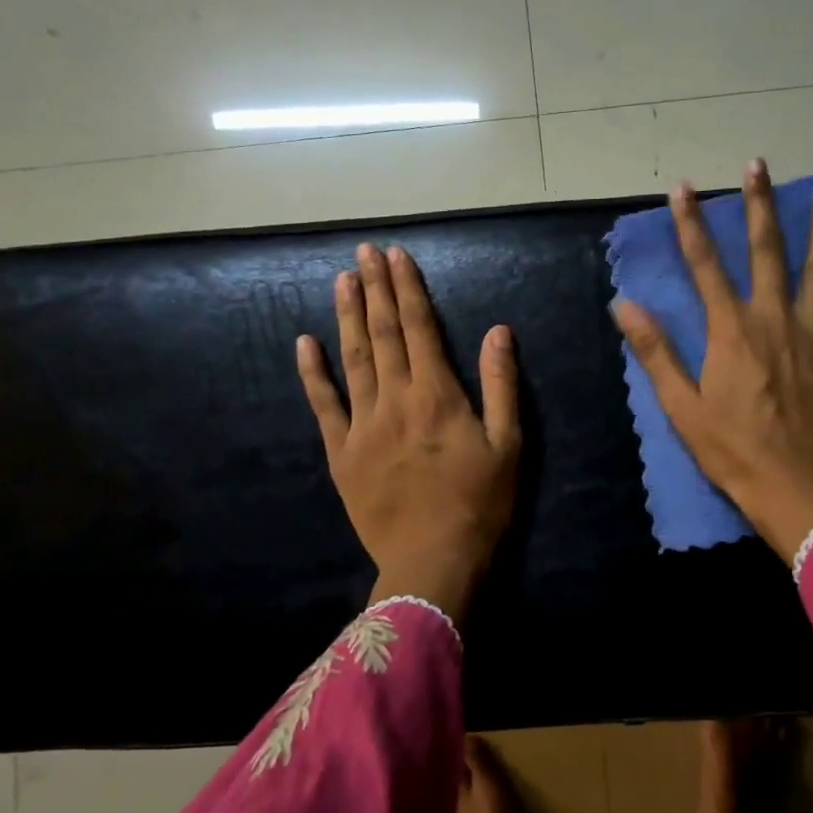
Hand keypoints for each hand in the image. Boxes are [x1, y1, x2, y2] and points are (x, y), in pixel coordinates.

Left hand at [297, 244, 520, 621]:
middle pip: (383, 333)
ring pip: (353, 359)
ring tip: (342, 280)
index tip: (396, 256)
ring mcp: (362, 425)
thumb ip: (502, 384)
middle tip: (364, 252)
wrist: (432, 561)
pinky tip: (304, 343)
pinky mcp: (341, 452)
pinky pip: (323, 405)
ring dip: (348, 317)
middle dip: (375, 289)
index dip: (407, 289)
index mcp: (438, 394)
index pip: (419, 327)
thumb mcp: (508, 443)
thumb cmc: (480, 503)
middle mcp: (396, 399)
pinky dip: (313, 373)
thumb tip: (498, 330)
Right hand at [612, 159, 812, 564]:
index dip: (691, 224)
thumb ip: (655, 351)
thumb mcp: (681, 406)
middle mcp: (774, 318)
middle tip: (758, 164)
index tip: (683, 188)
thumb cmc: (733, 451)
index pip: (705, 265)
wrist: (797, 488)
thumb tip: (624, 304)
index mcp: (731, 331)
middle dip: (759, 205)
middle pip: (766, 251)